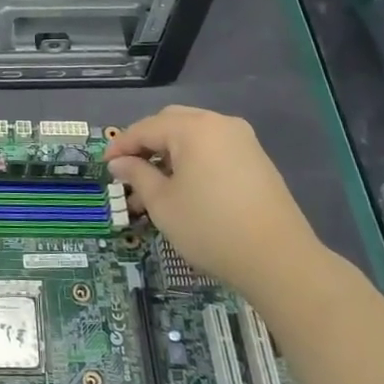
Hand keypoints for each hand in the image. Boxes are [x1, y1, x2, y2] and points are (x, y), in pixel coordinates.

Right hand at [106, 106, 325, 299]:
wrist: (279, 260)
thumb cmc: (210, 228)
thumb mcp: (163, 203)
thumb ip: (137, 175)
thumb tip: (119, 163)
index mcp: (194, 128)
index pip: (145, 128)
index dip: (120, 146)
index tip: (104, 166)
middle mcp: (219, 124)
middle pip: (171, 123)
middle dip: (146, 144)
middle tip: (128, 171)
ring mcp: (242, 141)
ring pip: (193, 136)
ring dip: (169, 154)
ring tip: (153, 188)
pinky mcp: (257, 160)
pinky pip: (214, 149)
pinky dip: (193, 161)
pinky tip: (184, 188)